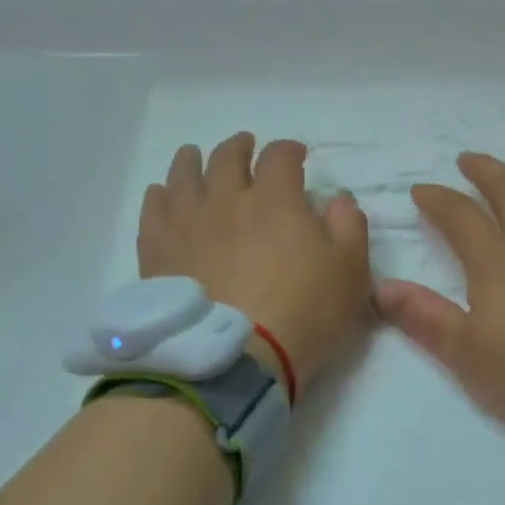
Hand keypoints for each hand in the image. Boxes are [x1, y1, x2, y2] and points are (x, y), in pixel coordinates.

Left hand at [139, 133, 370, 391]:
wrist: (235, 357)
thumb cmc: (304, 312)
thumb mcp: (351, 271)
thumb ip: (349, 226)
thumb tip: (337, 198)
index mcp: (275, 199)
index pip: (280, 157)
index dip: (290, 150)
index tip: (297, 156)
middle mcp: (226, 199)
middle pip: (228, 157)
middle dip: (240, 147)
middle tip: (246, 147)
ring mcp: (187, 223)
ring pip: (184, 175)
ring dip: (193, 160)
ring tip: (195, 157)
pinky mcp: (158, 251)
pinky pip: (153, 209)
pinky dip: (159, 195)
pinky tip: (162, 194)